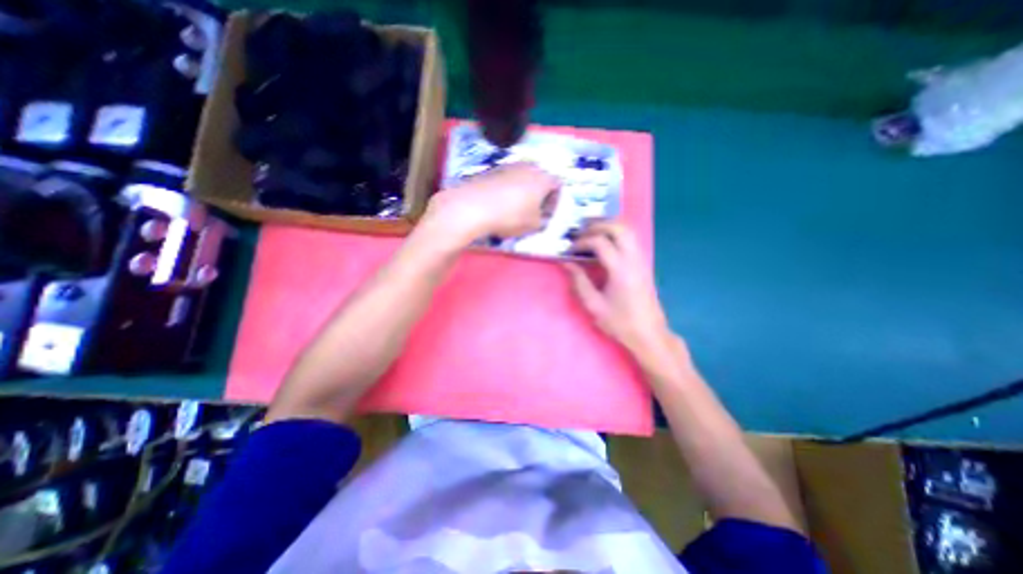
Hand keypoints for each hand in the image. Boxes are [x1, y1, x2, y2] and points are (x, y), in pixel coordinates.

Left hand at [424, 161, 558, 242]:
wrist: (473, 206)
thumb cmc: (511, 216)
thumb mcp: (533, 225)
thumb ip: (542, 220)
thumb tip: (539, 216)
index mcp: (542, 178)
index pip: (557, 185)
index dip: (554, 201)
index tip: (546, 215)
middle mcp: (527, 167)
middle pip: (539, 179)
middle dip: (538, 195)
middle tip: (532, 211)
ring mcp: (508, 166)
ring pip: (521, 178)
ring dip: (521, 192)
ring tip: (514, 209)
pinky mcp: (491, 170)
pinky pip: (505, 180)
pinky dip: (506, 191)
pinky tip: (498, 204)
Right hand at [563, 219, 668, 358]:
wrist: (649, 334)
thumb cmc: (620, 322)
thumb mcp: (594, 305)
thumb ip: (579, 281)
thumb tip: (566, 263)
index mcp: (620, 270)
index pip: (601, 242)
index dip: (582, 241)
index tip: (570, 249)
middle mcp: (634, 259)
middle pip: (619, 228)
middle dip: (597, 225)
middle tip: (580, 232)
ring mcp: (642, 260)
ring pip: (628, 230)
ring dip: (609, 226)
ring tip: (590, 233)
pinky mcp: (644, 264)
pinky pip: (632, 239)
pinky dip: (616, 234)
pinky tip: (604, 243)